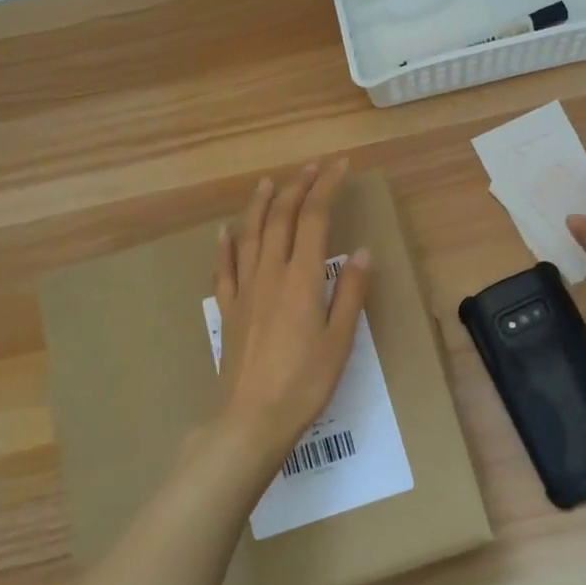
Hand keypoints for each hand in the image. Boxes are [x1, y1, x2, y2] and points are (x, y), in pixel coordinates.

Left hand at [213, 160, 371, 463]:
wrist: (252, 418)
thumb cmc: (305, 382)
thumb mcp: (340, 339)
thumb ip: (350, 291)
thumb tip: (361, 251)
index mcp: (301, 278)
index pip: (314, 217)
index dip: (327, 187)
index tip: (341, 166)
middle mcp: (270, 273)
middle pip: (281, 217)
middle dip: (298, 186)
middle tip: (313, 167)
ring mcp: (244, 290)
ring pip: (249, 234)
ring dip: (260, 204)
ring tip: (268, 182)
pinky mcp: (229, 309)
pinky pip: (224, 267)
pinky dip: (226, 244)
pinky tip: (226, 231)